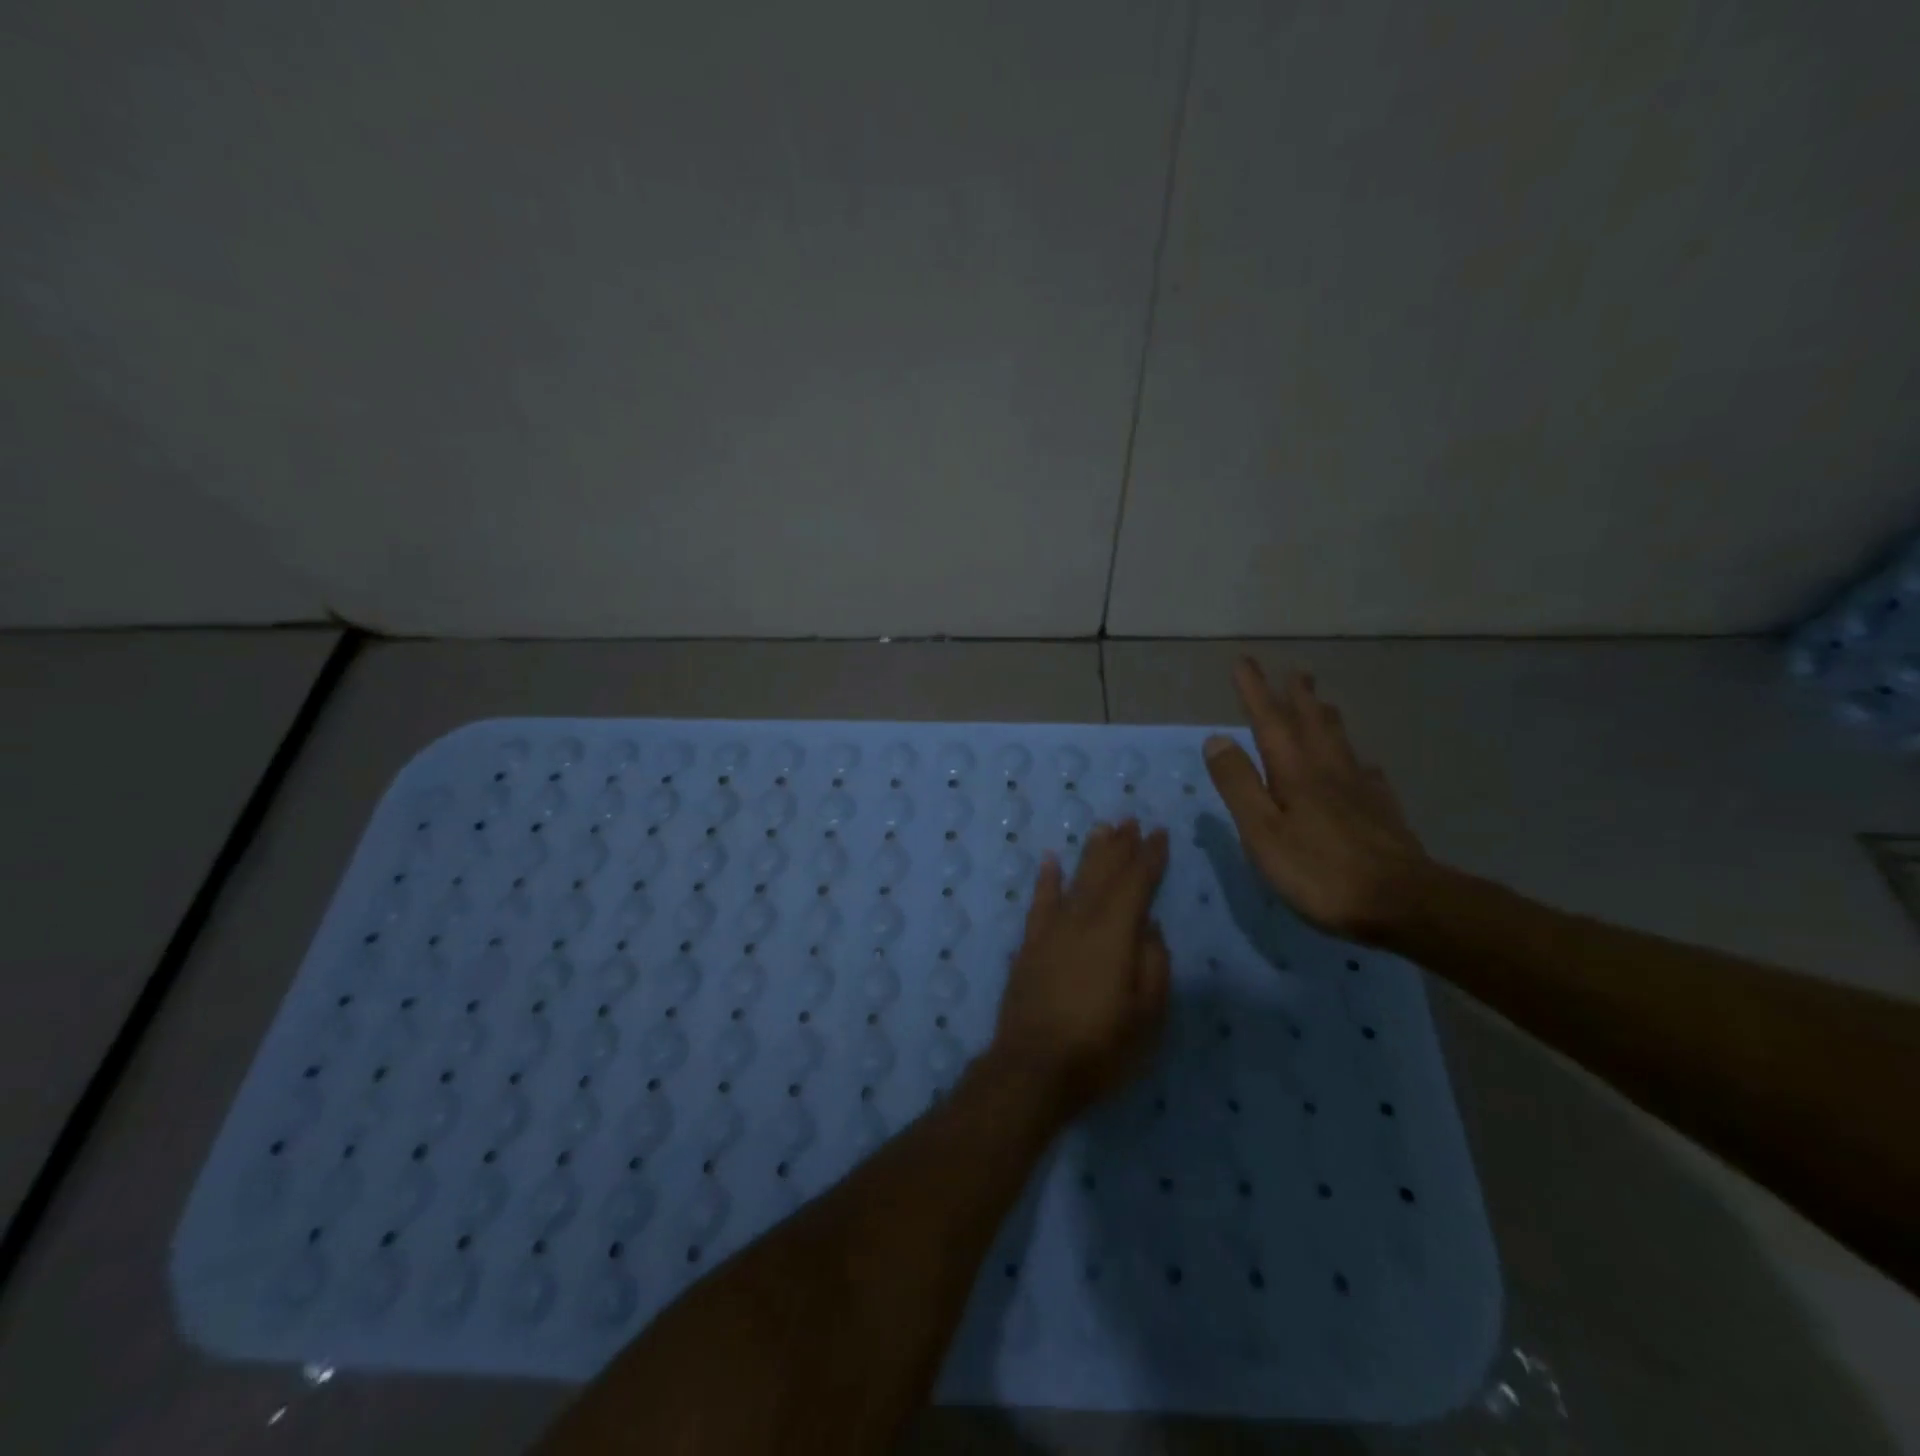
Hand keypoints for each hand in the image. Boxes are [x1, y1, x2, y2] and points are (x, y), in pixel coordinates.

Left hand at [990, 820, 1170, 1113]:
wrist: (1033, 1068)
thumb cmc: (1100, 1048)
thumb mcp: (1147, 1016)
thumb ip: (1154, 966)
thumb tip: (1150, 928)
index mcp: (1115, 934)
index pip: (1136, 884)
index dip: (1150, 857)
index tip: (1159, 833)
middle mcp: (1082, 921)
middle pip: (1104, 873)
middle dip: (1120, 846)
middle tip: (1131, 819)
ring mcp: (1051, 931)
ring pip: (1075, 880)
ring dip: (1090, 854)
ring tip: (1102, 828)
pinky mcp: (1030, 945)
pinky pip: (1039, 902)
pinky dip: (1046, 879)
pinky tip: (1050, 860)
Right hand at [1205, 658, 1428, 942]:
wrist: (1402, 903)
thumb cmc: (1319, 870)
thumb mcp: (1262, 830)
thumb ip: (1239, 784)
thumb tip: (1216, 738)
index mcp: (1294, 772)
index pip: (1268, 721)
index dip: (1255, 691)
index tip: (1244, 662)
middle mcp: (1329, 770)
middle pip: (1312, 723)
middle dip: (1298, 696)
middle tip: (1296, 671)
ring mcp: (1361, 790)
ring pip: (1341, 742)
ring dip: (1326, 717)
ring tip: (1322, 702)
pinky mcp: (1383, 812)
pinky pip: (1367, 773)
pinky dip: (1357, 759)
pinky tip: (1362, 765)